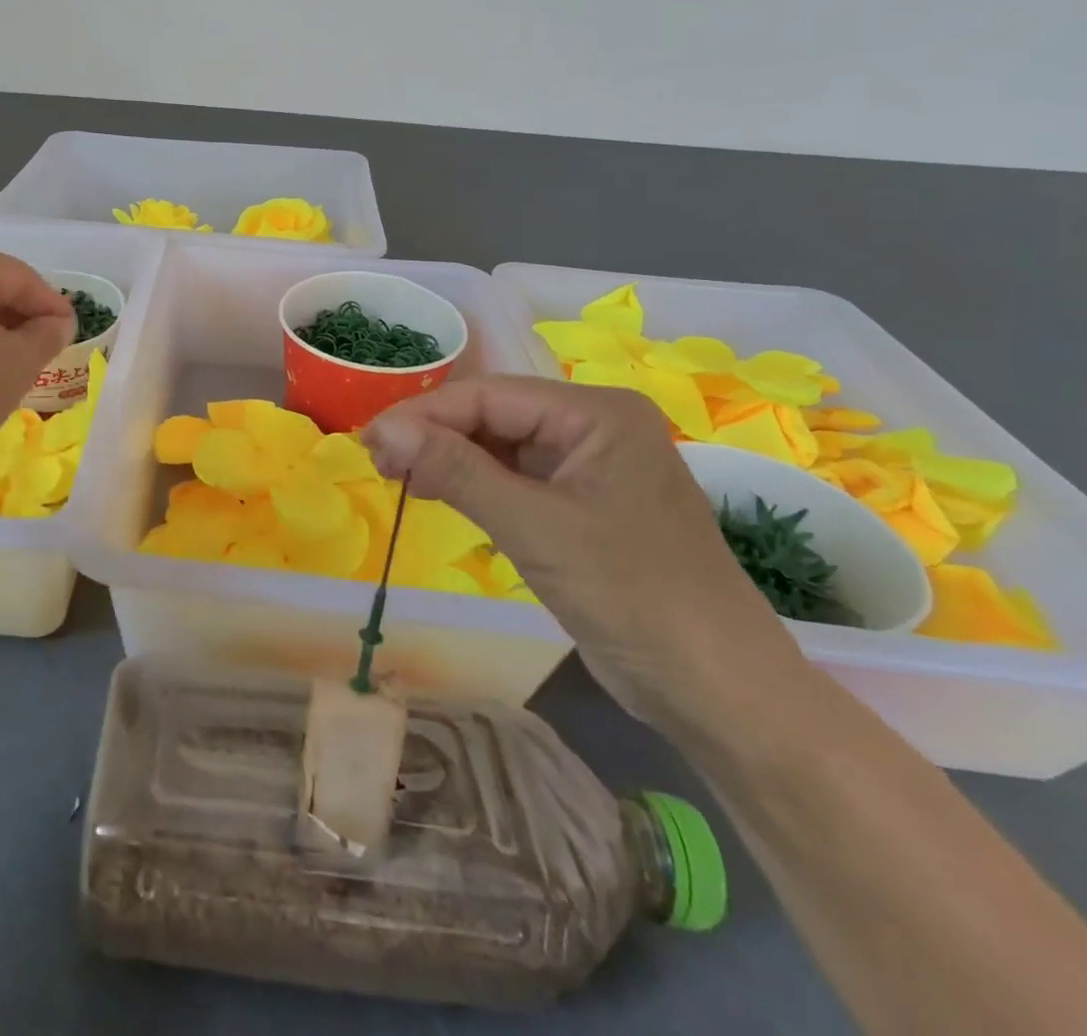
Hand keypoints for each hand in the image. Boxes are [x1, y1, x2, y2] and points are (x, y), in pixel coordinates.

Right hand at [362, 375, 809, 739]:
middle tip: (379, 464)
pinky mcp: (579, 504)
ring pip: (498, 445)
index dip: (423, 414)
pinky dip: (471, 483)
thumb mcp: (535, 528)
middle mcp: (593, 427)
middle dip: (433, 435)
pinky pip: (512, 477)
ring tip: (397, 478)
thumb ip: (457, 471)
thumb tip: (383, 428)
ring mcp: (588, 467)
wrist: (718, 691)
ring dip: (447, 459)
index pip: (489, 395)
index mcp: (597, 413)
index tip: (369, 441)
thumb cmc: (632, 596)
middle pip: (492, 415)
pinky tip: (436, 492)